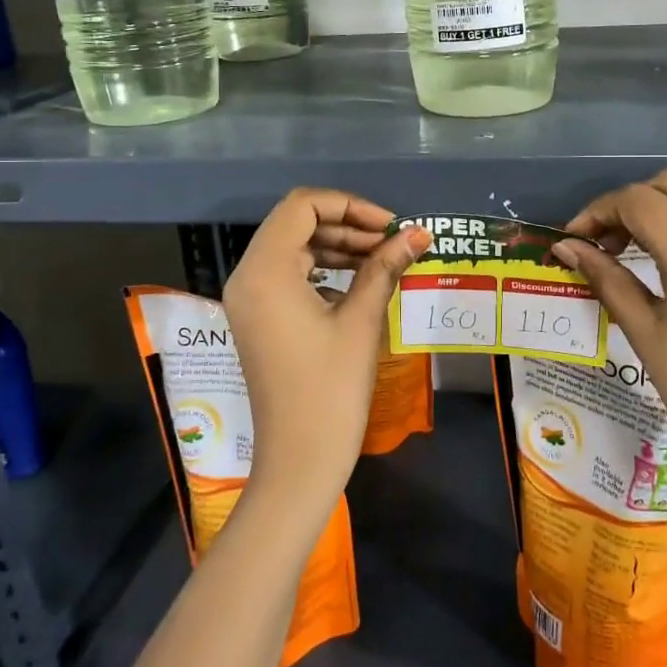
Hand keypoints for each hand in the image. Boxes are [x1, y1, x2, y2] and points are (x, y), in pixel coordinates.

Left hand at [222, 189, 427, 517]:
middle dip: (347, 225)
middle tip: (393, 242)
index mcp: (265, 270)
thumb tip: (419, 233)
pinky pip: (288, 274)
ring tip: (383, 259)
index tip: (390, 226)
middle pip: (296, 223)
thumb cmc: (331, 389)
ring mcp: (248, 299)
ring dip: (337, 245)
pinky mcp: (257, 318)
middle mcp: (247, 276)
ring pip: (293, 247)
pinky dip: (322, 268)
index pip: (303, 206)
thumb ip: (385, 267)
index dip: (350, 205)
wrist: (300, 460)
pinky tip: (357, 281)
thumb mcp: (362, 320)